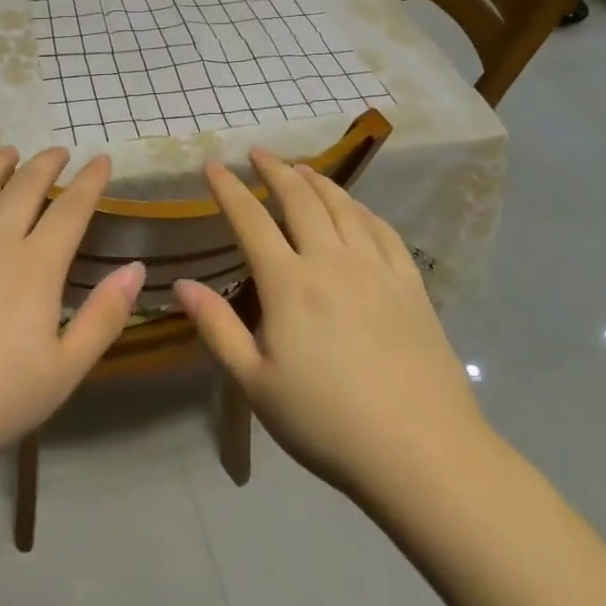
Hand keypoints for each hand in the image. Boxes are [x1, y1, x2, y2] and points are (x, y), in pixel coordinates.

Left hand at [0, 147, 143, 488]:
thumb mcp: (64, 370)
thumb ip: (104, 317)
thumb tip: (136, 268)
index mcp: (35, 266)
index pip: (71, 209)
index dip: (90, 181)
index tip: (102, 159)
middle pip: (24, 187)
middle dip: (46, 164)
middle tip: (58, 151)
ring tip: (8, 152)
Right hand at [174, 151, 492, 502]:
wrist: (422, 453)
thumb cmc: (327, 422)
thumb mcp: (256, 383)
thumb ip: (217, 328)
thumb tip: (182, 284)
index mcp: (289, 283)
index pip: (251, 219)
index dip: (229, 189)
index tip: (212, 165)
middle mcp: (331, 261)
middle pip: (300, 199)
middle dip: (275, 170)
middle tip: (257, 152)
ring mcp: (376, 269)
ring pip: (343, 206)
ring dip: (317, 180)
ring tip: (301, 167)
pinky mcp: (410, 284)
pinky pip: (382, 230)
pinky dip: (361, 208)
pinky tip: (355, 207)